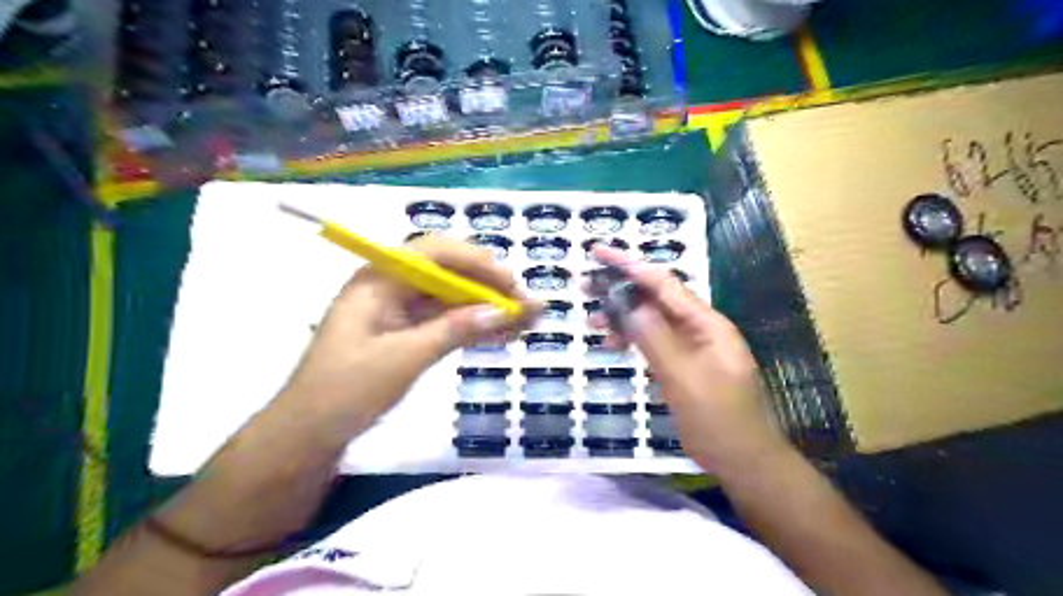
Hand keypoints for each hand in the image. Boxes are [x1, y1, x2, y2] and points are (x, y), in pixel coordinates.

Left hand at [281, 234, 535, 438]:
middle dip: (488, 286)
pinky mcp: (403, 333)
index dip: (478, 263)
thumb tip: (504, 312)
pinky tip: (500, 335)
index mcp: (379, 280)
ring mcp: (396, 310)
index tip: (511, 286)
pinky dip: (471, 327)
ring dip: (485, 308)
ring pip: (450, 298)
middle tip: (523, 306)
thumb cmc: (347, 390)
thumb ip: (455, 330)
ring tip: (524, 321)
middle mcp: (389, 287)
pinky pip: (443, 321)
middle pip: (447, 272)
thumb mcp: (404, 358)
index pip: (436, 253)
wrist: (308, 434)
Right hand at [595, 245, 791, 469]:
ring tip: (591, 317)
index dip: (630, 265)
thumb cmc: (719, 419)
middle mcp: (698, 328)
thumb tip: (626, 303)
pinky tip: (611, 342)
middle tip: (584, 284)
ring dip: (622, 317)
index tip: (599, 254)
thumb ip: (655, 337)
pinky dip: (632, 339)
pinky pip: (653, 343)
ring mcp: (691, 347)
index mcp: (706, 323)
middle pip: (655, 299)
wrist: (744, 461)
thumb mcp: (684, 377)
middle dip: (621, 289)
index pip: (664, 284)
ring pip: (651, 321)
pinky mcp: (682, 365)